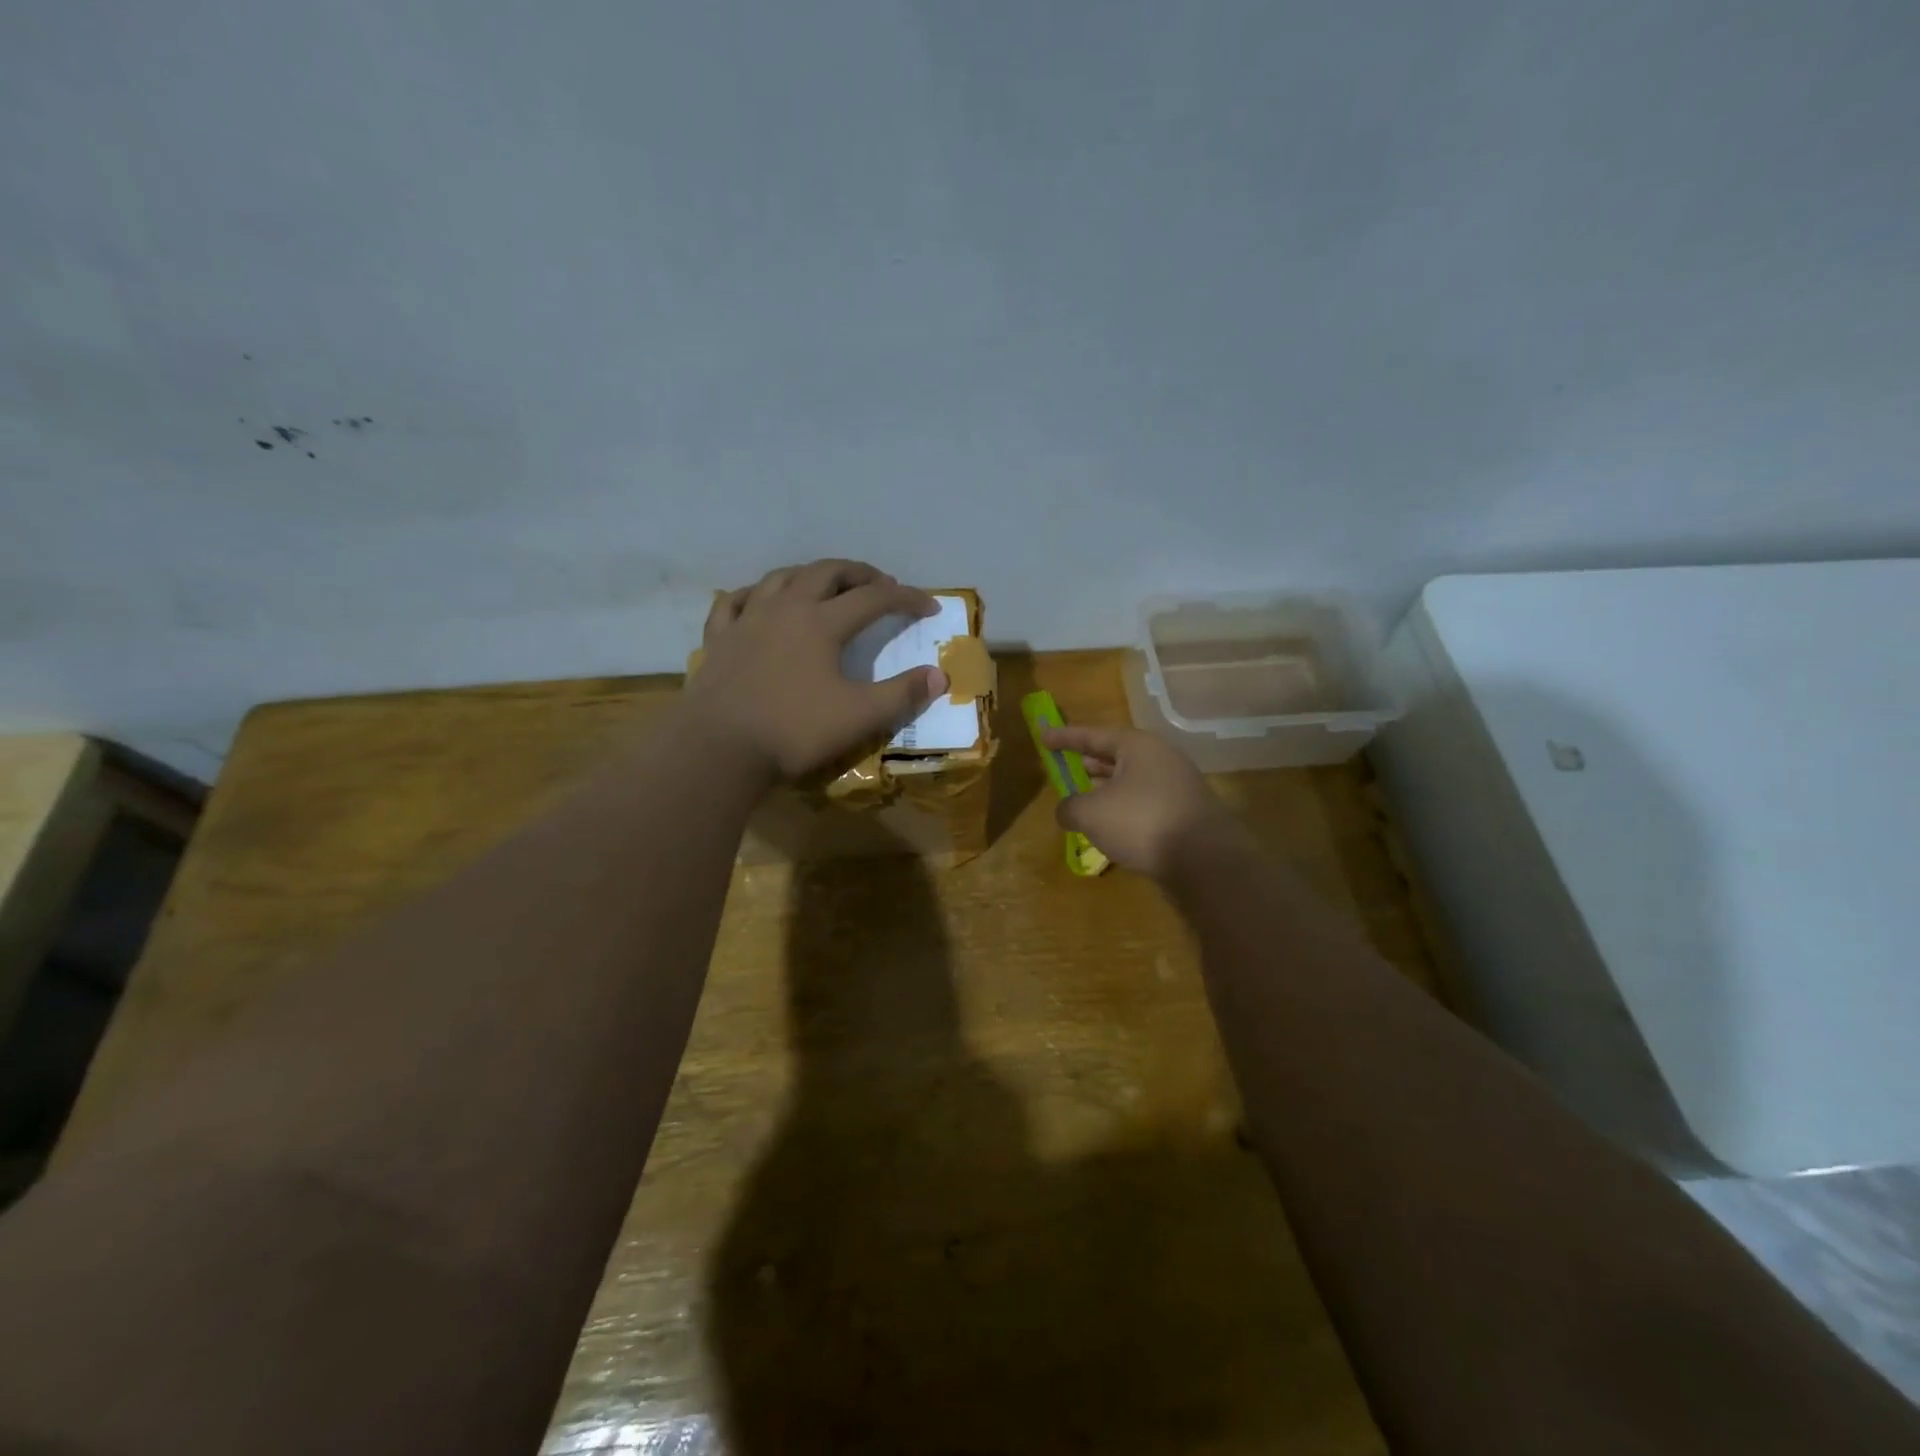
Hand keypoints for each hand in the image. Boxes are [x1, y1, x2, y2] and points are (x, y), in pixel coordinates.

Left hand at [685, 560, 947, 782]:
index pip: (874, 599)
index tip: (930, 607)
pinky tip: (759, 600)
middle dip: (859, 573)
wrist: (717, 748)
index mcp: (821, 622)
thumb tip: (940, 676)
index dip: (906, 599)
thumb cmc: (793, 731)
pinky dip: (754, 594)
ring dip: (811, 574)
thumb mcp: (859, 717)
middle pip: (827, 572)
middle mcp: (785, 608)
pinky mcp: (718, 638)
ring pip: (781, 578)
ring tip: (826, 584)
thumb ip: (902, 694)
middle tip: (880, 583)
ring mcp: (747, 619)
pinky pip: (735, 601)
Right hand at [1041, 725, 1247, 879]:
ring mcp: (1177, 786)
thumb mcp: (1091, 814)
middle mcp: (1161, 759)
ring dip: (1107, 788)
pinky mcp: (1185, 814)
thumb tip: (1066, 811)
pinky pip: (1145, 803)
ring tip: (1084, 797)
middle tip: (1067, 764)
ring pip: (1132, 780)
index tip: (1042, 736)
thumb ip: (1070, 807)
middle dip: (1090, 760)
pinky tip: (1111, 827)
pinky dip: (1124, 808)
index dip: (1065, 737)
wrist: (1206, 861)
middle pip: (1117, 754)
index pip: (1094, 734)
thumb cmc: (1141, 822)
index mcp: (1138, 746)